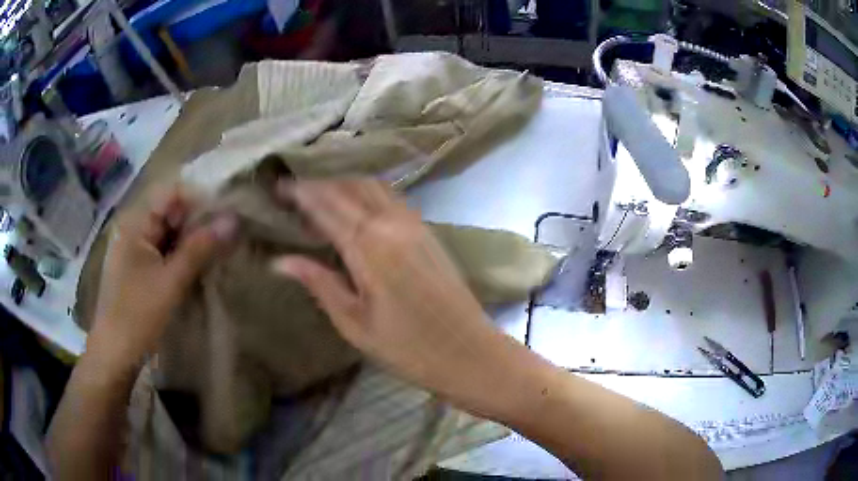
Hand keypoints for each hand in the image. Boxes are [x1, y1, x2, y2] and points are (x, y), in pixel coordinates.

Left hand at [88, 186, 236, 370]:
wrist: (115, 357)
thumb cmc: (137, 316)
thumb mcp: (171, 282)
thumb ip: (200, 248)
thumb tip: (234, 219)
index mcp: (136, 222)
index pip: (172, 192)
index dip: (200, 199)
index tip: (227, 216)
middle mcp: (135, 229)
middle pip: (172, 212)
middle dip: (200, 222)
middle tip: (229, 238)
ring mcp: (137, 250)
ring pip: (171, 234)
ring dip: (194, 242)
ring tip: (219, 253)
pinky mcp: (141, 270)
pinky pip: (167, 253)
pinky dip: (185, 258)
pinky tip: (201, 269)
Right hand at [272, 179, 503, 395]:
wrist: (469, 353)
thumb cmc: (408, 348)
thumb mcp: (354, 323)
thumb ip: (319, 283)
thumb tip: (280, 261)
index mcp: (369, 246)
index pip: (326, 205)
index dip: (300, 193)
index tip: (277, 187)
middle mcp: (393, 224)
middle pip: (350, 187)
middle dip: (319, 184)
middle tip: (294, 193)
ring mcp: (415, 224)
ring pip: (374, 187)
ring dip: (344, 185)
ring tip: (320, 199)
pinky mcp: (428, 232)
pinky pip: (392, 199)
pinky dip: (368, 194)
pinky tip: (355, 210)